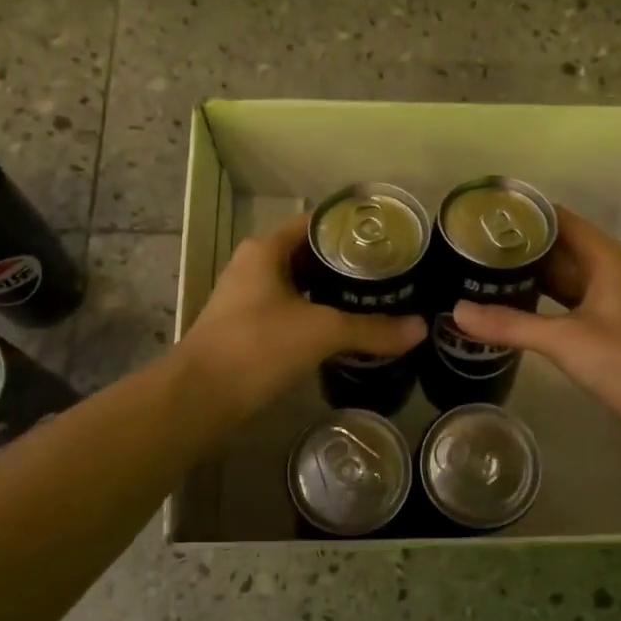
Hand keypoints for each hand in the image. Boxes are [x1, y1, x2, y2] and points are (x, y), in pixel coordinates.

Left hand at [179, 213, 425, 418]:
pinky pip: (292, 312)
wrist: (200, 397)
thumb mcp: (321, 332)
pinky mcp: (249, 329)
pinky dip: (318, 316)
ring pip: (301, 286)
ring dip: (333, 293)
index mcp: (266, 250)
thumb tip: (420, 329)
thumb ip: (371, 329)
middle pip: (310, 255)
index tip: (389, 239)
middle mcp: (255, 266)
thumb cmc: (257, 346)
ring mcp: (249, 299)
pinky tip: (346, 331)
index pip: (316, 224)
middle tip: (391, 273)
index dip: (351, 229)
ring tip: (377, 299)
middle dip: (348, 265)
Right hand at [453, 207, 620, 406]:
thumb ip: (510, 324)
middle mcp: (608, 272)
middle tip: (471, 245)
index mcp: (606, 259)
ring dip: (528, 274)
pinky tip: (510, 306)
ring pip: (562, 277)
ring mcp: (608, 300)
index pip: (561, 220)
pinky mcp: (604, 327)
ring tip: (482, 271)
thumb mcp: (564, 339)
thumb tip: (457, 311)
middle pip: (559, 247)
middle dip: (520, 246)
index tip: (485, 215)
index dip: (526, 214)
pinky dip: (539, 300)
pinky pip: (565, 302)